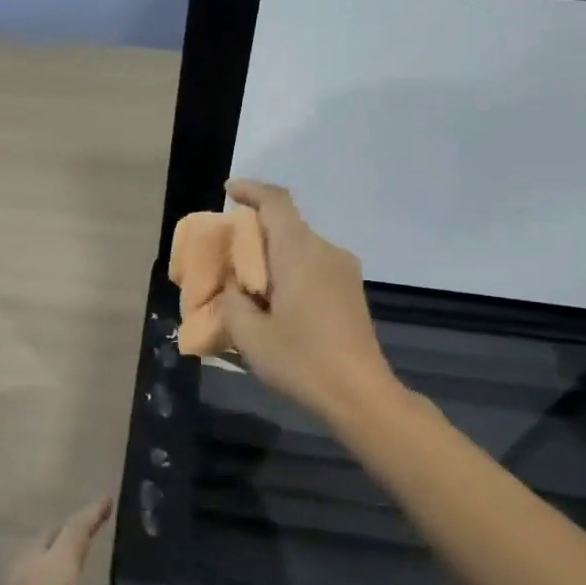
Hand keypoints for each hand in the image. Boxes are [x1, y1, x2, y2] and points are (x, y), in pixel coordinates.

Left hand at [0, 499, 179, 584]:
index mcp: (49, 577)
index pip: (74, 533)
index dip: (92, 515)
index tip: (108, 498)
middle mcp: (29, 575)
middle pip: (52, 537)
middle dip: (74, 526)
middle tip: (97, 520)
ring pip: (36, 555)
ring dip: (56, 545)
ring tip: (76, 548)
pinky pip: (28, 575)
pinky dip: (45, 568)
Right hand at [217, 179, 405, 425]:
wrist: (360, 394)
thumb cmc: (300, 360)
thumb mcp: (248, 333)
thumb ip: (232, 299)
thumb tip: (234, 285)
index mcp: (299, 252)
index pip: (276, 202)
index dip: (250, 191)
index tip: (228, 192)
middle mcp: (325, 251)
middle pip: (286, 224)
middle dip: (253, 231)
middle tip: (225, 252)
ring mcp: (343, 271)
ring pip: (299, 247)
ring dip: (271, 255)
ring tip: (245, 283)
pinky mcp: (350, 291)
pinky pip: (312, 265)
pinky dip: (288, 270)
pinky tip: (272, 301)